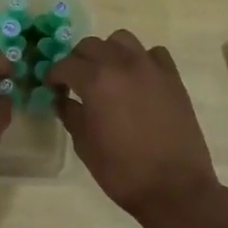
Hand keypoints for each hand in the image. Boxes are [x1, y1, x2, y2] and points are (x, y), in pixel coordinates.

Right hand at [46, 29, 220, 222]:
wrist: (174, 187)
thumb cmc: (122, 171)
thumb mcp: (85, 145)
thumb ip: (70, 114)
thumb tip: (62, 99)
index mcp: (96, 81)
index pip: (65, 65)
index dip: (54, 75)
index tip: (52, 87)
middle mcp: (122, 65)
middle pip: (91, 45)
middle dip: (78, 60)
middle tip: (75, 81)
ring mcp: (151, 68)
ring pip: (122, 40)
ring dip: (108, 52)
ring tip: (107, 74)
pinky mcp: (173, 78)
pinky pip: (153, 54)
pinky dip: (140, 60)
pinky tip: (137, 80)